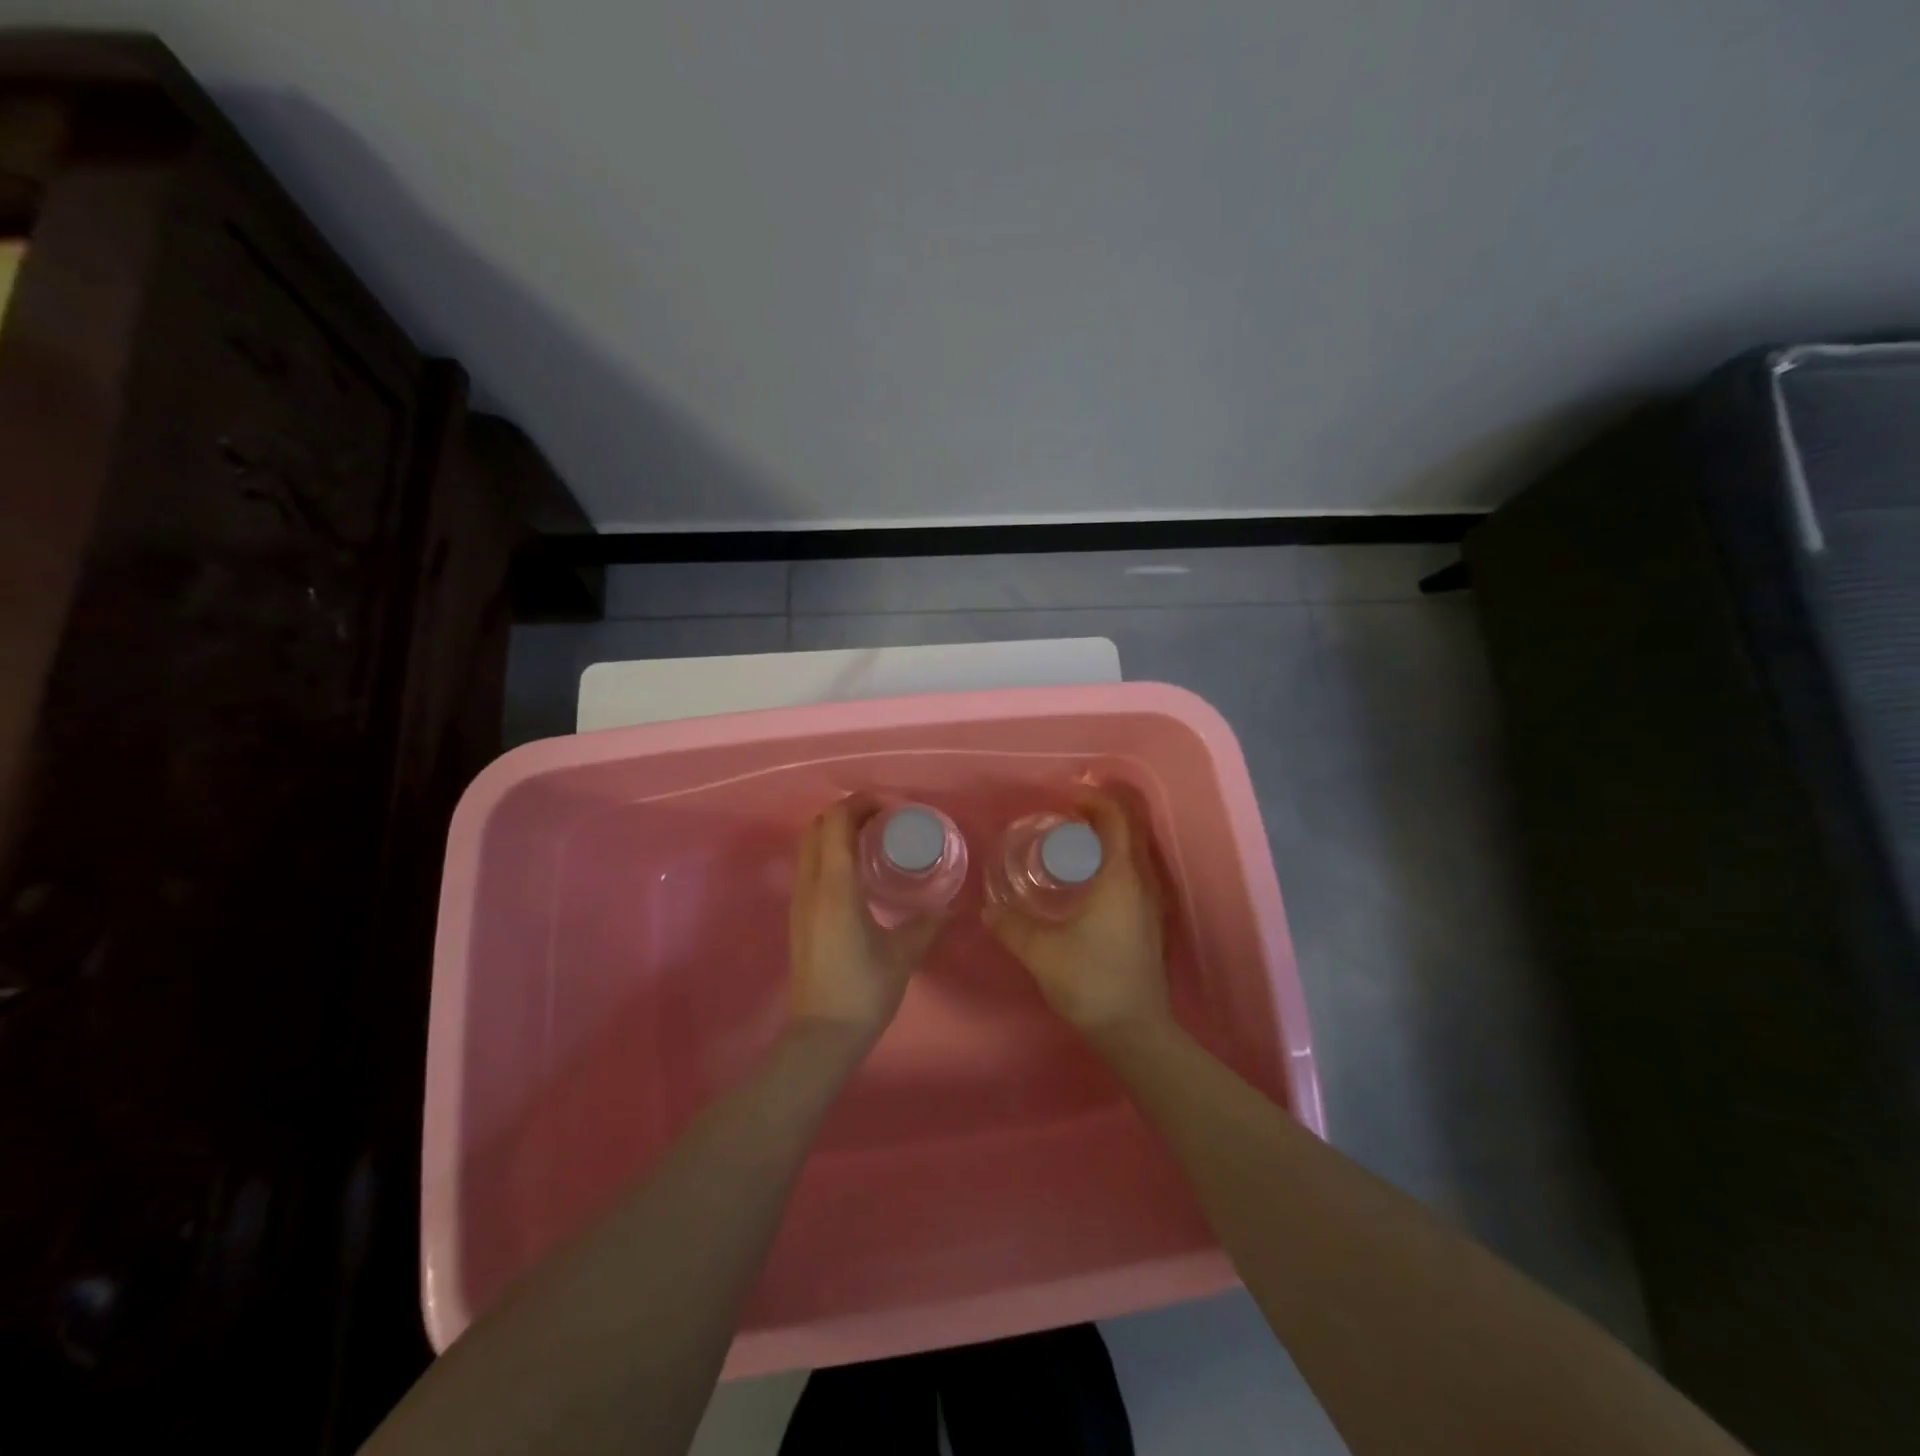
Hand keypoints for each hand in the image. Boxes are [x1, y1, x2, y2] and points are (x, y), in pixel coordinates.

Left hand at [788, 797, 948, 1045]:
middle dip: (849, 811)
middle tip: (885, 818)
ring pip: (809, 844)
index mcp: (835, 887)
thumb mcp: (904, 954)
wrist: (822, 1035)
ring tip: (873, 838)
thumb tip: (951, 905)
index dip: (862, 803)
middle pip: (818, 825)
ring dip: (837, 830)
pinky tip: (859, 870)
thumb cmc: (864, 991)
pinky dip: (830, 851)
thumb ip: (928, 923)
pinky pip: (810, 865)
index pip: (838, 821)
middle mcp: (810, 885)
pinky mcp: (799, 915)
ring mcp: (799, 900)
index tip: (894, 807)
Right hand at [985, 789, 1169, 1033]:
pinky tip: (1084, 877)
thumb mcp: (1041, 951)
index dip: (1092, 798)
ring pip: (1132, 851)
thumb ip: (1011, 925)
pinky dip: (1110, 859)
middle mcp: (1141, 882)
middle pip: (1128, 829)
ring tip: (1070, 838)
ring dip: (1106, 836)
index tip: (1063, 793)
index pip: (1115, 818)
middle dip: (1099, 812)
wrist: (1134, 1030)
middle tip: (1063, 811)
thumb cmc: (1090, 981)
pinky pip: (1131, 872)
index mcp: (1120, 877)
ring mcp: (1149, 902)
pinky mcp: (1147, 921)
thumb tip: (989, 909)